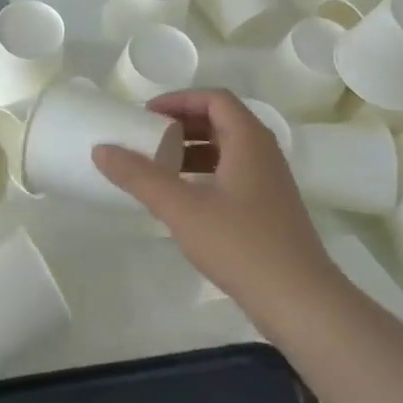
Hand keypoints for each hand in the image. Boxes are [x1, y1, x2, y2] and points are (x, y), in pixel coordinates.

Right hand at [93, 89, 337, 326]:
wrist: (301, 303)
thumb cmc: (241, 244)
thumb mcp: (182, 208)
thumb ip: (140, 176)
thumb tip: (101, 149)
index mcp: (248, 139)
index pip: (214, 99)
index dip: (179, 100)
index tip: (146, 115)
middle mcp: (264, 152)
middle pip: (221, 120)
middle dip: (182, 124)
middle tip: (147, 137)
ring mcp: (270, 182)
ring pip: (227, 149)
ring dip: (192, 150)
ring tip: (158, 166)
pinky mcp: (270, 209)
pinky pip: (233, 174)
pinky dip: (206, 174)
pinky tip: (184, 199)